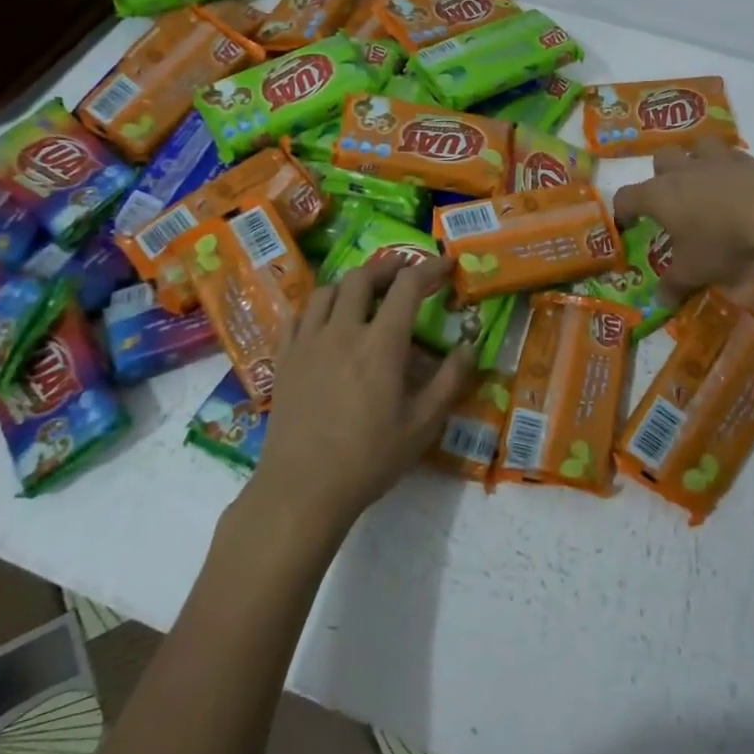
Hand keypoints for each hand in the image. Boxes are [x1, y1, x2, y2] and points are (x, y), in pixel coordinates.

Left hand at [247, 255, 475, 535]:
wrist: (302, 488)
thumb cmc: (369, 458)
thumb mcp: (422, 425)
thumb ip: (449, 382)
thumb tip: (468, 347)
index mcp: (381, 344)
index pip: (407, 287)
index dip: (429, 268)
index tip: (445, 265)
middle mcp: (342, 331)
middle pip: (361, 278)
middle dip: (387, 267)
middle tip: (403, 272)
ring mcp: (308, 342)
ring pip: (326, 291)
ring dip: (351, 283)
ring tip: (364, 294)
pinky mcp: (284, 358)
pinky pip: (298, 315)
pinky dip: (317, 306)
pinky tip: (325, 320)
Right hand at [612, 140, 753, 303]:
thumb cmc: (719, 241)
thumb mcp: (693, 271)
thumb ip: (673, 286)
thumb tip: (660, 302)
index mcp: (659, 195)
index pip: (627, 197)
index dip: (623, 211)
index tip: (627, 225)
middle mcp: (683, 171)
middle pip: (661, 158)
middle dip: (661, 174)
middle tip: (670, 199)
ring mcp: (716, 162)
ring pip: (698, 147)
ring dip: (697, 159)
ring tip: (704, 181)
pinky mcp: (748, 162)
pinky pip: (733, 157)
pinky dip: (732, 168)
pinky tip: (739, 185)